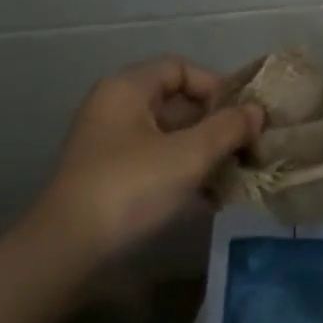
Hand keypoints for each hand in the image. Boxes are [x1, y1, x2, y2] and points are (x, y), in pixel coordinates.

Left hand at [33, 56, 262, 262]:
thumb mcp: (187, 156)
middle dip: (215, 126)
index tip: (242, 117)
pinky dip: (183, 174)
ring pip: (168, 137)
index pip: (181, 69)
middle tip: (247, 149)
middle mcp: (115, 108)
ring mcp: (109, 145)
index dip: (216, 88)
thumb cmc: (130, 188)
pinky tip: (210, 200)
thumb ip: (227, 129)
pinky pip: (155, 163)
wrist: (65, 253)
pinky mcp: (109, 179)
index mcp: (127, 88)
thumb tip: (257, 111)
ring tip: (235, 177)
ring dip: (203, 153)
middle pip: (176, 103)